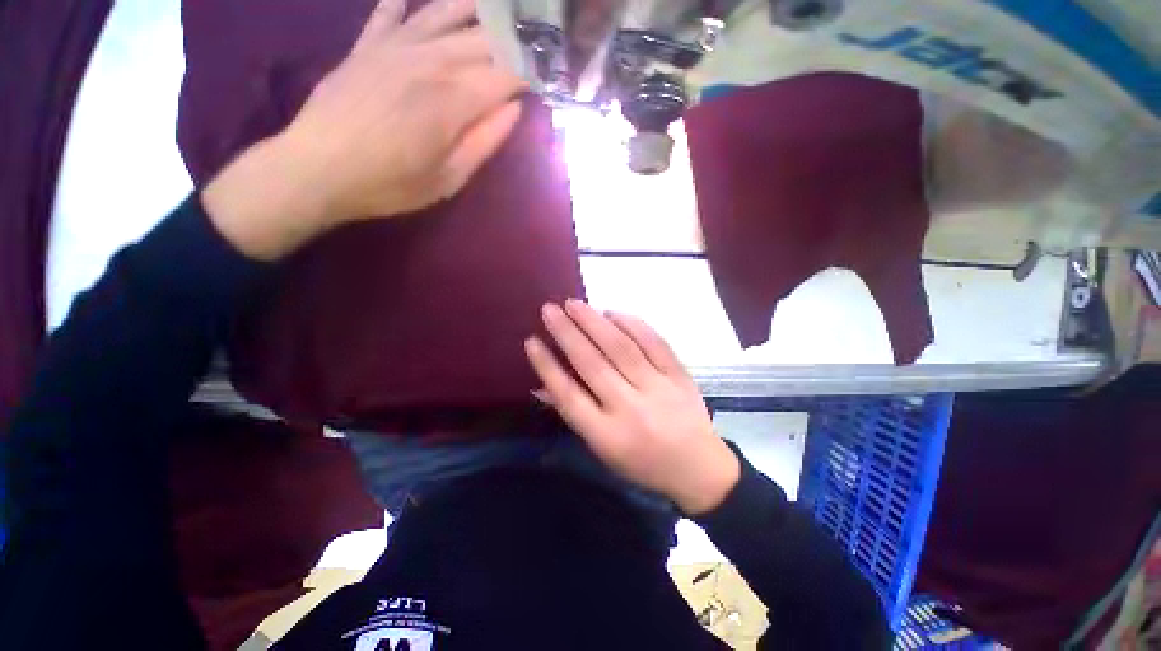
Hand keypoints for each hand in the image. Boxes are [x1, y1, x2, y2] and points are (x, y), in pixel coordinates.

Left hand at [203, 0, 524, 259]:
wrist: (316, 169)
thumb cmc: (390, 184)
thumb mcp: (448, 178)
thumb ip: (484, 142)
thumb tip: (513, 109)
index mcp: (454, 99)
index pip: (506, 74)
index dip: (531, 71)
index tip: (548, 72)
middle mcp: (430, 61)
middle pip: (482, 39)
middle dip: (512, 37)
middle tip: (532, 32)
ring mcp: (394, 47)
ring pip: (443, 14)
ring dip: (471, 7)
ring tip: (492, 2)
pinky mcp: (366, 47)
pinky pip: (390, 14)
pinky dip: (404, 5)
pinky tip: (411, 0)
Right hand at [524, 300, 740, 514]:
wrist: (698, 468)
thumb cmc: (642, 462)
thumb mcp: (603, 449)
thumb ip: (574, 414)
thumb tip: (542, 384)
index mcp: (607, 435)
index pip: (569, 395)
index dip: (547, 366)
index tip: (532, 341)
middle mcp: (630, 408)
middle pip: (592, 364)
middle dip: (567, 333)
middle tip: (549, 309)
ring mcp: (658, 388)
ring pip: (621, 347)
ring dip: (594, 322)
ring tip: (574, 304)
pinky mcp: (679, 375)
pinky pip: (653, 342)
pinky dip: (631, 324)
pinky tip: (612, 313)